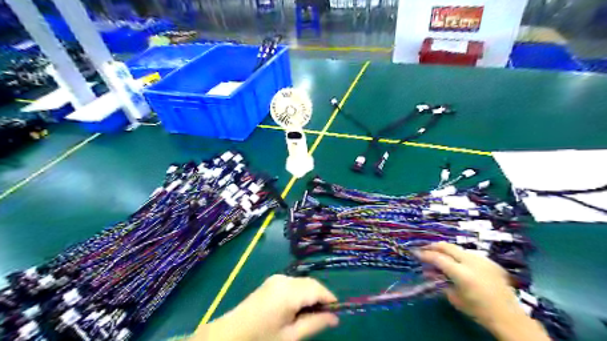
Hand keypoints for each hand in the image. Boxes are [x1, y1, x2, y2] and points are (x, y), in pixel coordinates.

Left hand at [199, 275, 340, 340]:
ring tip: (311, 315)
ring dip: (310, 295)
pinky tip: (297, 309)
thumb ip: (315, 323)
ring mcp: (276, 278)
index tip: (338, 313)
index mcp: (289, 291)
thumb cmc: (261, 339)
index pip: (318, 289)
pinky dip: (300, 293)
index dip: (330, 299)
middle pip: (311, 284)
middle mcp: (284, 279)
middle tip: (325, 317)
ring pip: (303, 283)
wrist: (229, 336)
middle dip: (320, 297)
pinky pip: (293, 284)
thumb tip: (335, 318)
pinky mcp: (272, 282)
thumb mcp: (290, 336)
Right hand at [418, 242, 550, 339]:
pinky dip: (460, 256)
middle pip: (447, 246)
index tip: (415, 253)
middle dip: (434, 246)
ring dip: (447, 250)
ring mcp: (481, 259)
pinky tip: (459, 263)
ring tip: (440, 256)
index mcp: (460, 272)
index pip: (437, 258)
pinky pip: (469, 254)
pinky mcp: (489, 261)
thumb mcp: (454, 298)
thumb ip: (440, 282)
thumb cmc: (478, 310)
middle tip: (425, 249)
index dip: (424, 254)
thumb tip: (429, 272)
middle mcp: (470, 261)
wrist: (508, 315)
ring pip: (458, 249)